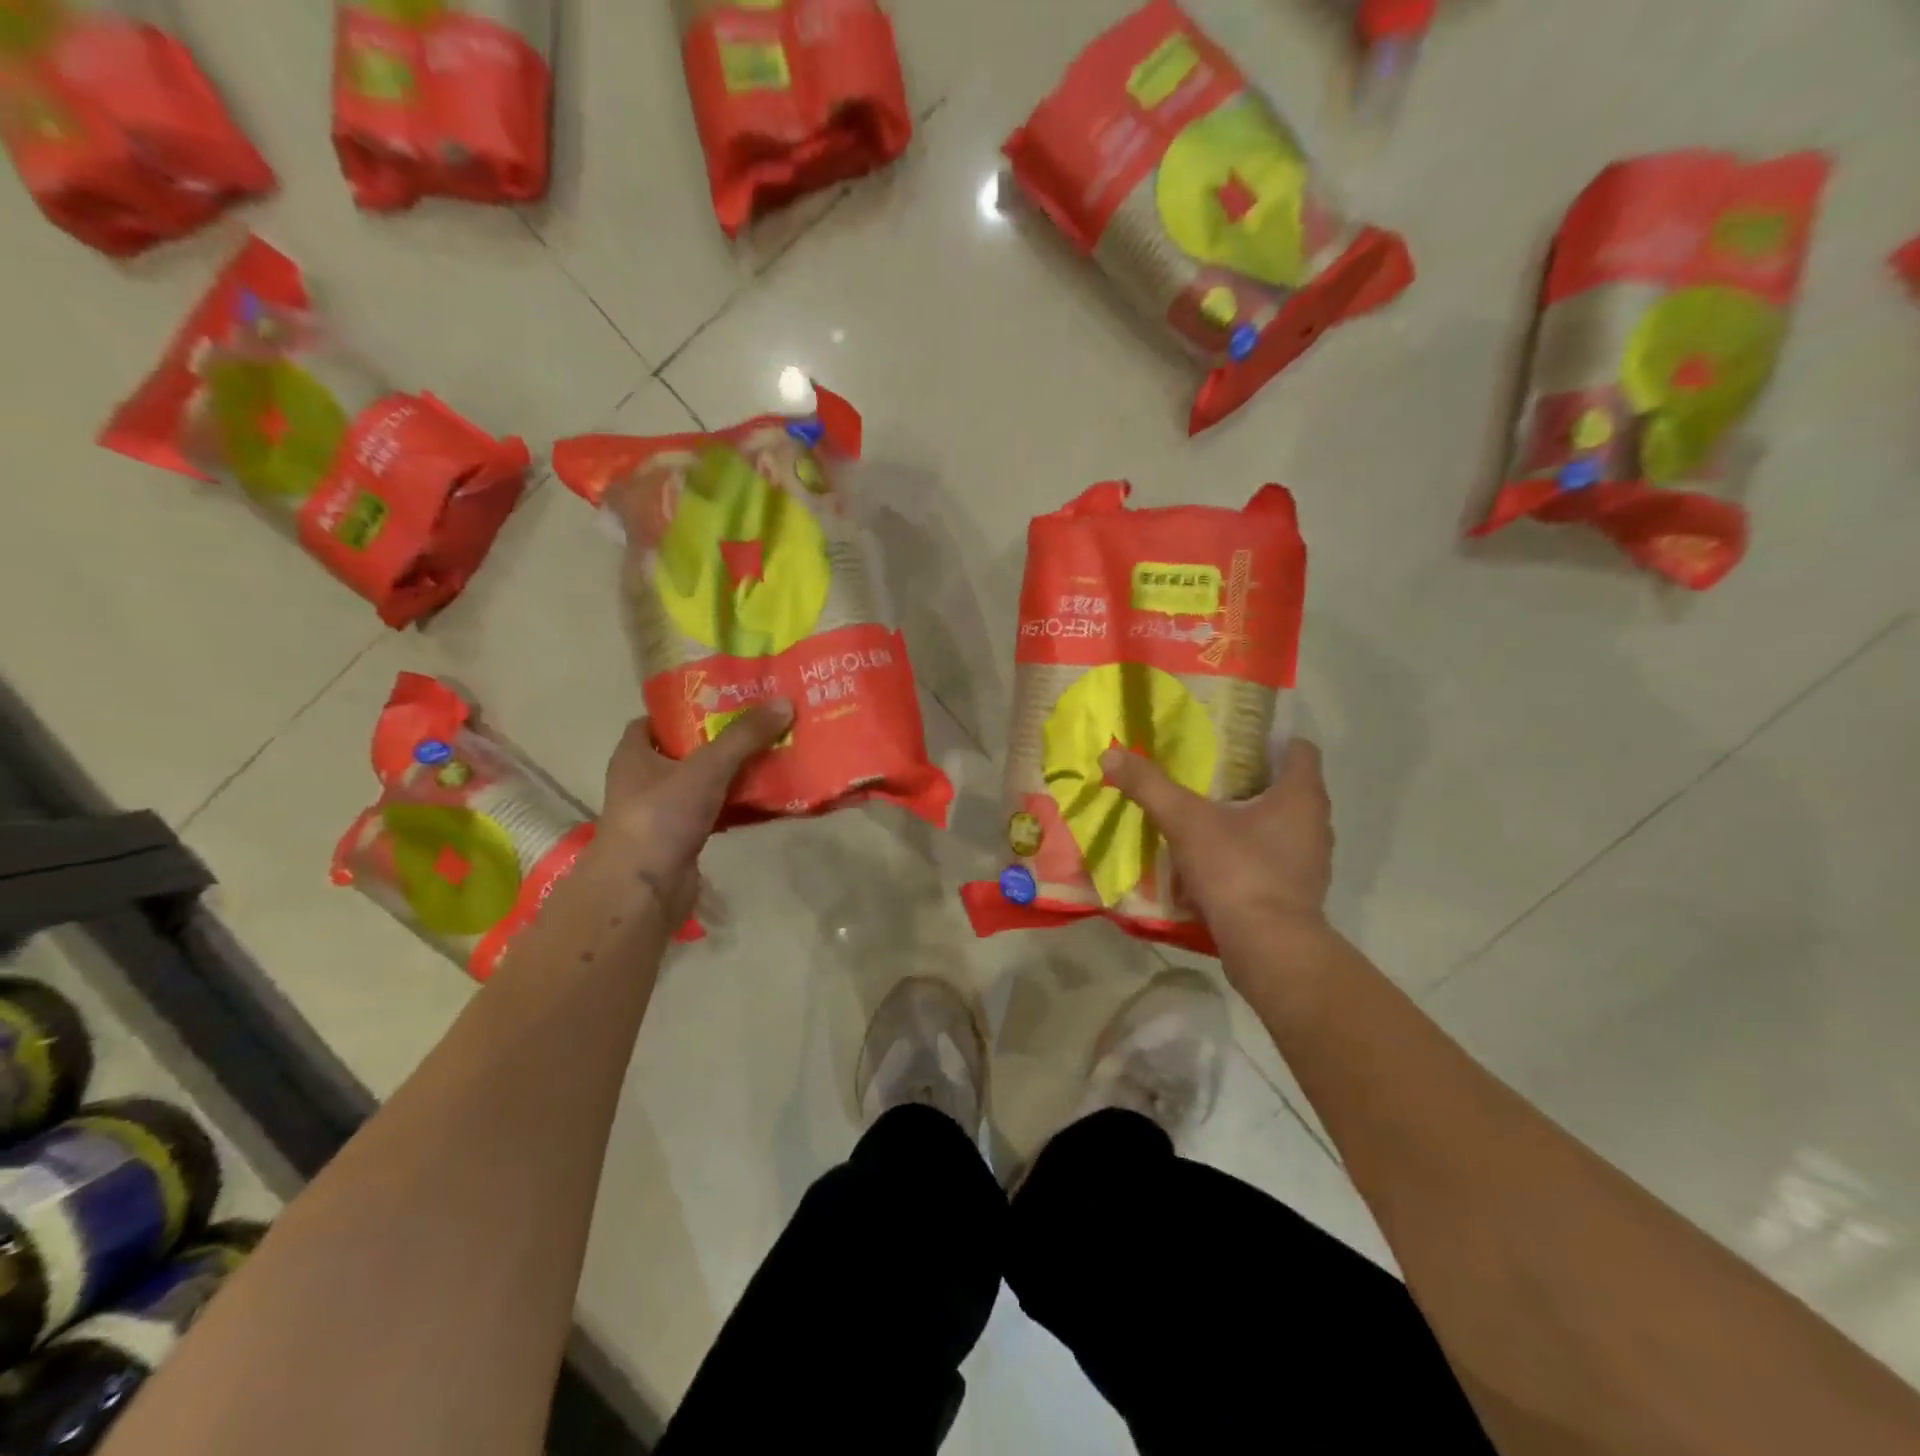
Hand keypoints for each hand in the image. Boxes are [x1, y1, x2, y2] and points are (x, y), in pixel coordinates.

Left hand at [595, 700, 793, 915]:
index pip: (657, 720)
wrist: (644, 891)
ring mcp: (663, 812)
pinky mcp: (683, 839)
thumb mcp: (707, 767)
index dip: (688, 708)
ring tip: (774, 753)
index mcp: (634, 754)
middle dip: (723, 738)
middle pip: (688, 749)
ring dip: (734, 772)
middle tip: (762, 723)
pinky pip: (716, 811)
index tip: (725, 700)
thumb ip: (744, 736)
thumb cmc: (661, 816)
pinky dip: (738, 804)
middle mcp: (644, 780)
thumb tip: (785, 703)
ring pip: (705, 782)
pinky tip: (768, 797)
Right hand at [1099, 737, 1333, 959]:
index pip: (1300, 749)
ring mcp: (1311, 861)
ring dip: (1250, 820)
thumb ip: (1150, 786)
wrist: (1269, 948)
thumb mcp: (1186, 822)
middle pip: (1287, 787)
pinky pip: (1273, 860)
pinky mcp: (1299, 893)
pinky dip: (1249, 855)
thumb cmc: (1237, 870)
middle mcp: (1316, 823)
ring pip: (1281, 826)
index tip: (1233, 743)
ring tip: (1208, 818)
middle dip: (1250, 781)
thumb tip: (1110, 752)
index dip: (1269, 741)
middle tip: (1208, 776)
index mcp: (1301, 795)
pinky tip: (1216, 862)